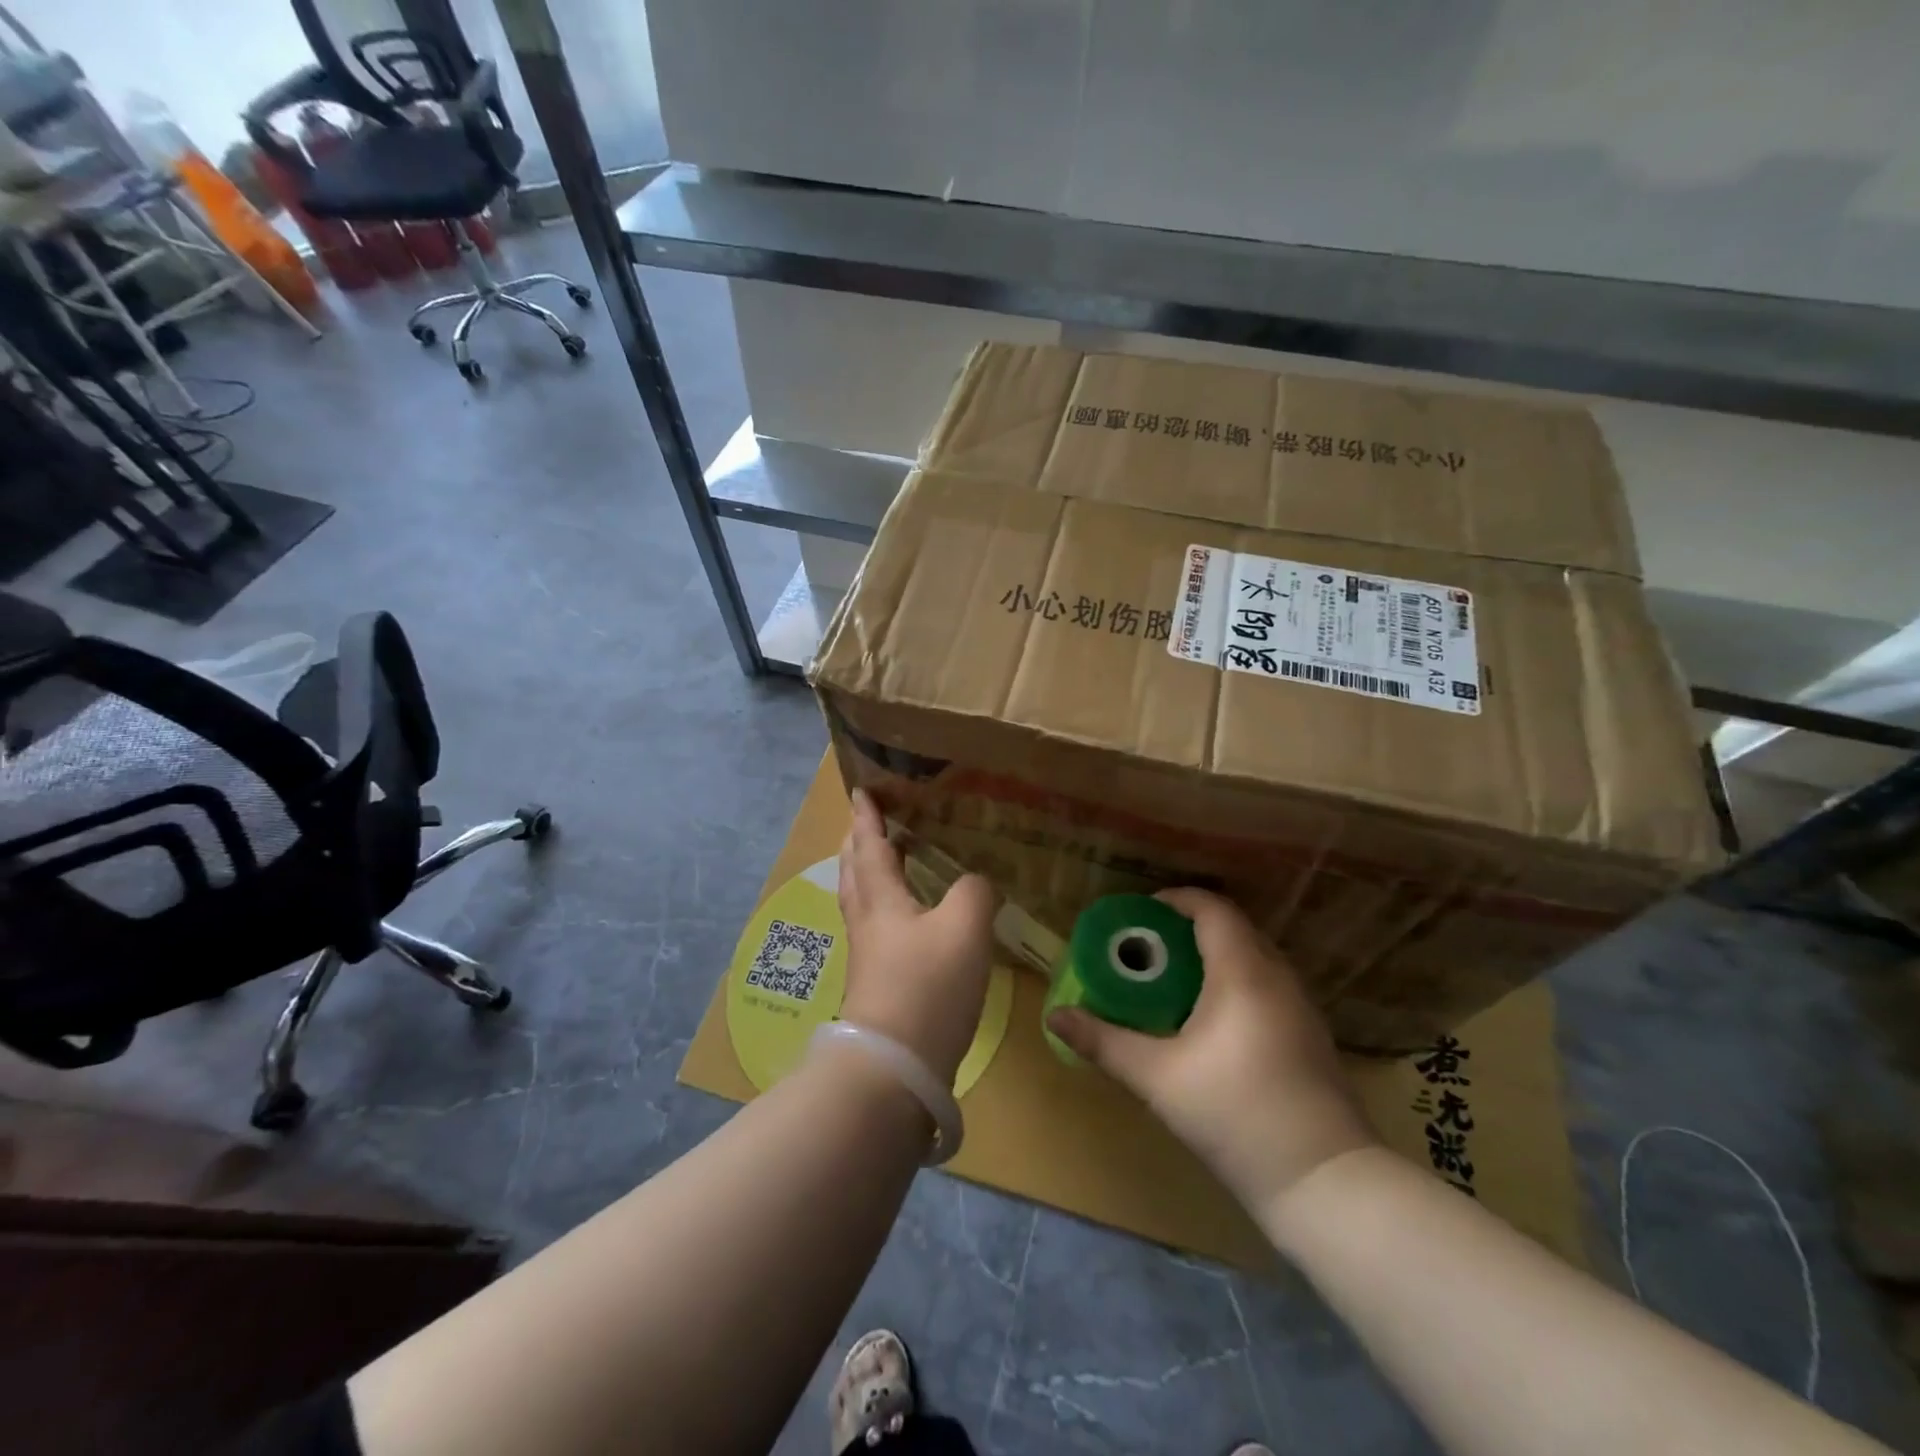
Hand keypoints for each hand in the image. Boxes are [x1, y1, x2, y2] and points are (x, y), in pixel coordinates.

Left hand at [837, 790, 996, 1085]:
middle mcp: (868, 922)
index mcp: (882, 900)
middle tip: (865, 823)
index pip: (870, 846)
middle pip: (855, 873)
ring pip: (862, 902)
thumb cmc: (927, 986)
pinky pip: (877, 930)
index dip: (867, 817)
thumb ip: (974, 892)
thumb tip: (977, 882)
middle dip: (858, 844)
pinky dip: (885, 909)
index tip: (861, 791)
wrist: (896, 1067)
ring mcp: (869, 956)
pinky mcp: (878, 985)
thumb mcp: (965, 928)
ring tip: (882, 861)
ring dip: (867, 875)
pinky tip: (906, 921)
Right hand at [1047, 888, 1376, 1212]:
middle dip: (1186, 928)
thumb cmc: (1235, 1115)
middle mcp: (1277, 976)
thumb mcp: (1157, 1078)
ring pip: (1252, 956)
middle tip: (1146, 948)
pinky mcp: (1311, 1033)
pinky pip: (1266, 983)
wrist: (1325, 1182)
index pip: (1211, 908)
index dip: (1174, 900)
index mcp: (1242, 972)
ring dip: (1212, 955)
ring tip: (1171, 979)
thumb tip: (1055, 1016)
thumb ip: (1103, 1042)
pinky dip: (1234, 980)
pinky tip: (1210, 1019)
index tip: (1138, 915)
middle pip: (1231, 928)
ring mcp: (1301, 1005)